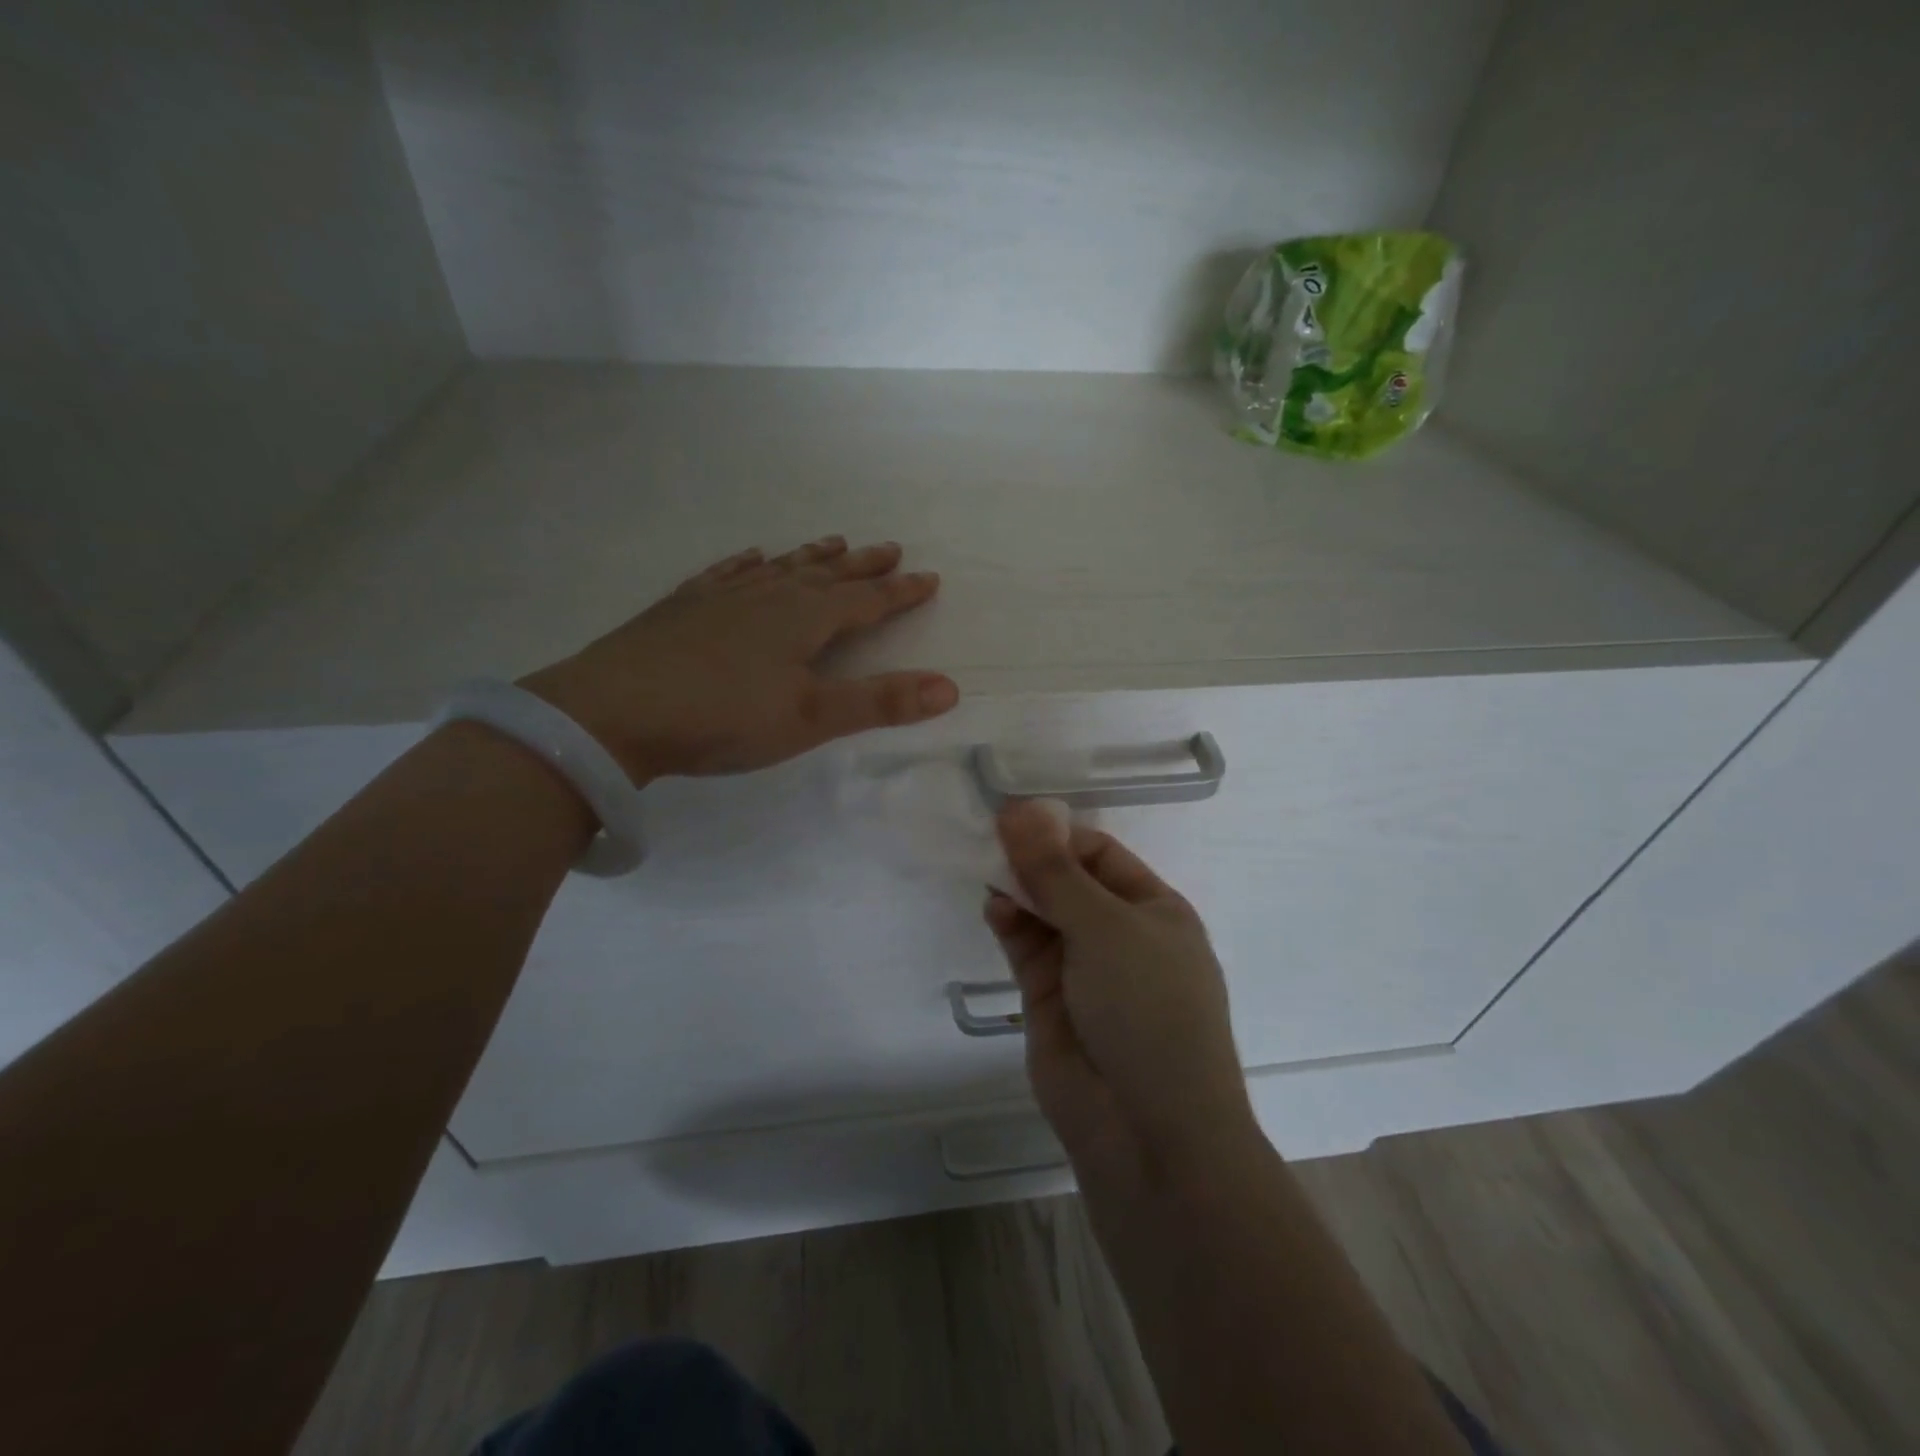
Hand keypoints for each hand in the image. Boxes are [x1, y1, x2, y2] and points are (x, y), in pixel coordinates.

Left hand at [520, 537, 958, 782]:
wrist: (612, 712)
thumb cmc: (722, 717)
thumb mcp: (810, 718)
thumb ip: (879, 702)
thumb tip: (951, 688)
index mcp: (804, 619)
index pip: (867, 601)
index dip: (900, 592)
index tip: (930, 577)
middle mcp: (769, 596)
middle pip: (827, 575)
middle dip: (863, 565)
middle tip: (890, 547)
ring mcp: (722, 596)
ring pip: (781, 568)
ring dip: (812, 556)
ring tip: (834, 542)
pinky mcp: (684, 606)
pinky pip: (727, 573)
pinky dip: (748, 563)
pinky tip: (753, 557)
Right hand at [985, 801, 1257, 1184]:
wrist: (1147, 1130)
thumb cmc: (1148, 1009)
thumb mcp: (1107, 927)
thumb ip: (1055, 872)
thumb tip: (1019, 810)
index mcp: (1155, 910)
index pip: (1101, 854)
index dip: (1058, 835)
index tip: (1013, 819)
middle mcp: (1121, 935)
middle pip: (1069, 882)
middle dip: (1033, 861)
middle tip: (988, 838)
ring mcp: (1085, 970)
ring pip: (1044, 914)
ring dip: (1018, 890)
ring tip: (986, 869)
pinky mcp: (1051, 1000)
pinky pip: (1027, 949)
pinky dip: (1010, 924)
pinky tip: (994, 907)